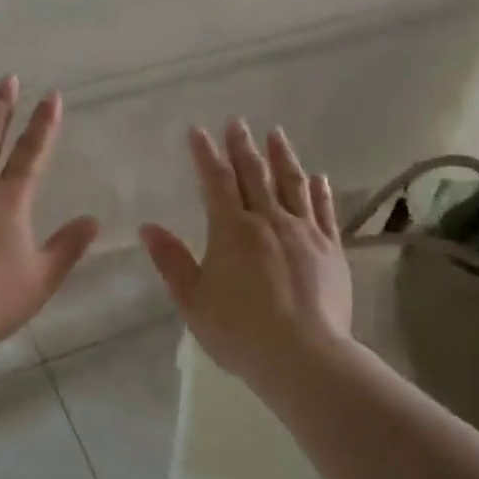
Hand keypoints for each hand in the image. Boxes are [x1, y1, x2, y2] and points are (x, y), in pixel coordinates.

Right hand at [140, 121, 352, 388]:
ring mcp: (304, 232)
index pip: (216, 181)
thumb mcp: (193, 300)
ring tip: (276, 134)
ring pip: (292, 184)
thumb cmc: (239, 331)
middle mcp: (269, 221)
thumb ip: (171, 261)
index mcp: (231, 230)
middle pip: (255, 174)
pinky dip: (319, 191)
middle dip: (242, 146)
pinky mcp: (330, 249)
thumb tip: (148, 227)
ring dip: (282, 156)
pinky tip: (318, 177)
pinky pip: (324, 211)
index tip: (198, 131)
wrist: (304, 356)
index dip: (206, 154)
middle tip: (238, 121)